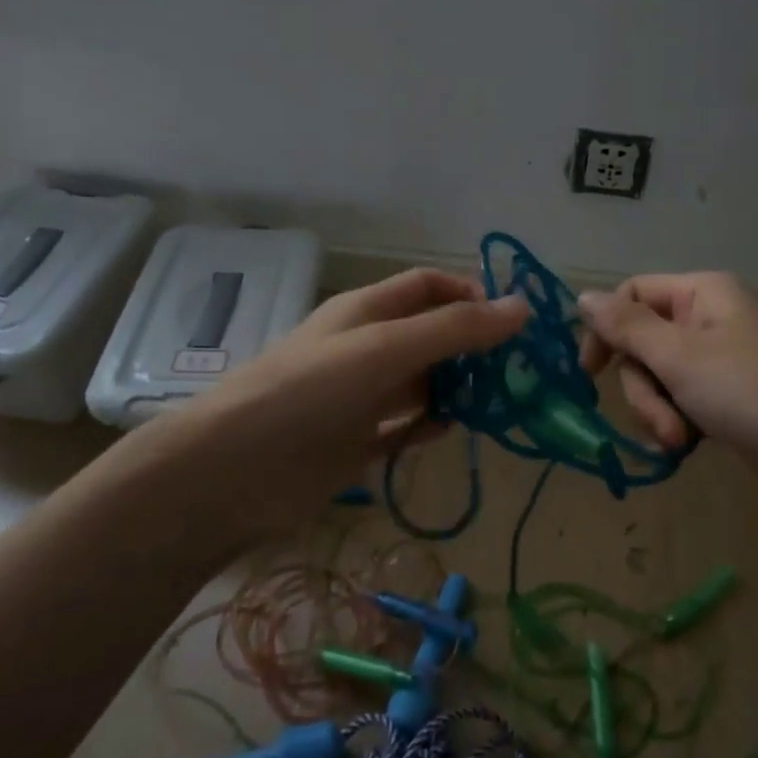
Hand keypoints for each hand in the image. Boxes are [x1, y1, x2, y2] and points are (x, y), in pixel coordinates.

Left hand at [124, 268, 528, 534]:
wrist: (234, 470)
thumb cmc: (311, 391)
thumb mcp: (386, 349)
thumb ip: (454, 330)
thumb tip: (522, 307)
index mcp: (367, 311)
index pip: (428, 286)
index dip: (470, 293)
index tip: (512, 321)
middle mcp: (365, 348)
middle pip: (430, 334)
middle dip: (472, 345)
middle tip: (517, 369)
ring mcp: (360, 396)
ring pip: (421, 382)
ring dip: (456, 387)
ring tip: (497, 403)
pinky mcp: (355, 441)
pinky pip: (404, 426)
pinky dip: (428, 426)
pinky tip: (449, 431)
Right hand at [578, 272, 757, 483]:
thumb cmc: (754, 394)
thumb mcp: (680, 357)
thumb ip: (626, 327)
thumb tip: (582, 295)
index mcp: (703, 293)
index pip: (633, 294)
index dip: (606, 330)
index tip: (590, 375)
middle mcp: (711, 319)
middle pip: (644, 343)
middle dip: (643, 388)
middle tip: (664, 423)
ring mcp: (723, 362)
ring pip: (660, 378)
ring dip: (659, 412)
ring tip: (681, 443)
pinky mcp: (731, 400)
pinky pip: (683, 402)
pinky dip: (679, 424)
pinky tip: (689, 449)